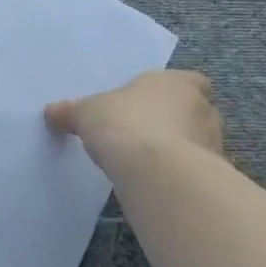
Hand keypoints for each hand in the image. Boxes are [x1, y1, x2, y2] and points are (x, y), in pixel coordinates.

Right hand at [45, 70, 225, 167]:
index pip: (190, 81)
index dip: (174, 92)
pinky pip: (198, 173)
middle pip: (195, 112)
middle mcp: (202, 108)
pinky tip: (159, 185)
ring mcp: (212, 143)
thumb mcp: (86, 113)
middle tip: (148, 135)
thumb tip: (51, 113)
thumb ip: (71, 112)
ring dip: (182, 151)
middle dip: (178, 122)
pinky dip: (182, 177)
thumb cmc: (123, 123)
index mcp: (177, 82)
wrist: (154, 171)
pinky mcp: (214, 176)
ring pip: (199, 143)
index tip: (154, 104)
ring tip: (151, 164)